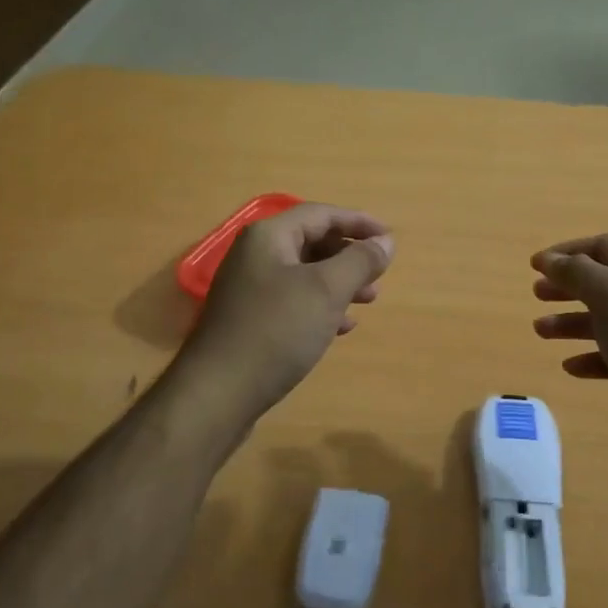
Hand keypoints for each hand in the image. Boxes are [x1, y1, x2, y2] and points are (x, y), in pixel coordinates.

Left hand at [178, 203, 393, 421]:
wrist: (219, 393)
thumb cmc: (277, 330)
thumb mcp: (326, 290)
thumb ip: (359, 261)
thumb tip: (386, 241)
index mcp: (269, 237)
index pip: (320, 214)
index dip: (358, 222)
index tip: (389, 239)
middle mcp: (255, 256)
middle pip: (311, 241)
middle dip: (349, 255)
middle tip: (379, 274)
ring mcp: (249, 289)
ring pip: (304, 274)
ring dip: (339, 283)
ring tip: (369, 301)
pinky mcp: (250, 320)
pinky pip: (293, 301)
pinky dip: (321, 307)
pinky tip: (341, 327)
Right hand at [531, 234, 607, 476]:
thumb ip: (577, 273)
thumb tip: (549, 259)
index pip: (603, 246)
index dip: (567, 252)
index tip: (534, 265)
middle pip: (604, 281)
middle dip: (568, 286)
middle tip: (536, 295)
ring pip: (607, 318)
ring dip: (571, 321)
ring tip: (541, 331)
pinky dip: (591, 355)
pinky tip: (571, 367)